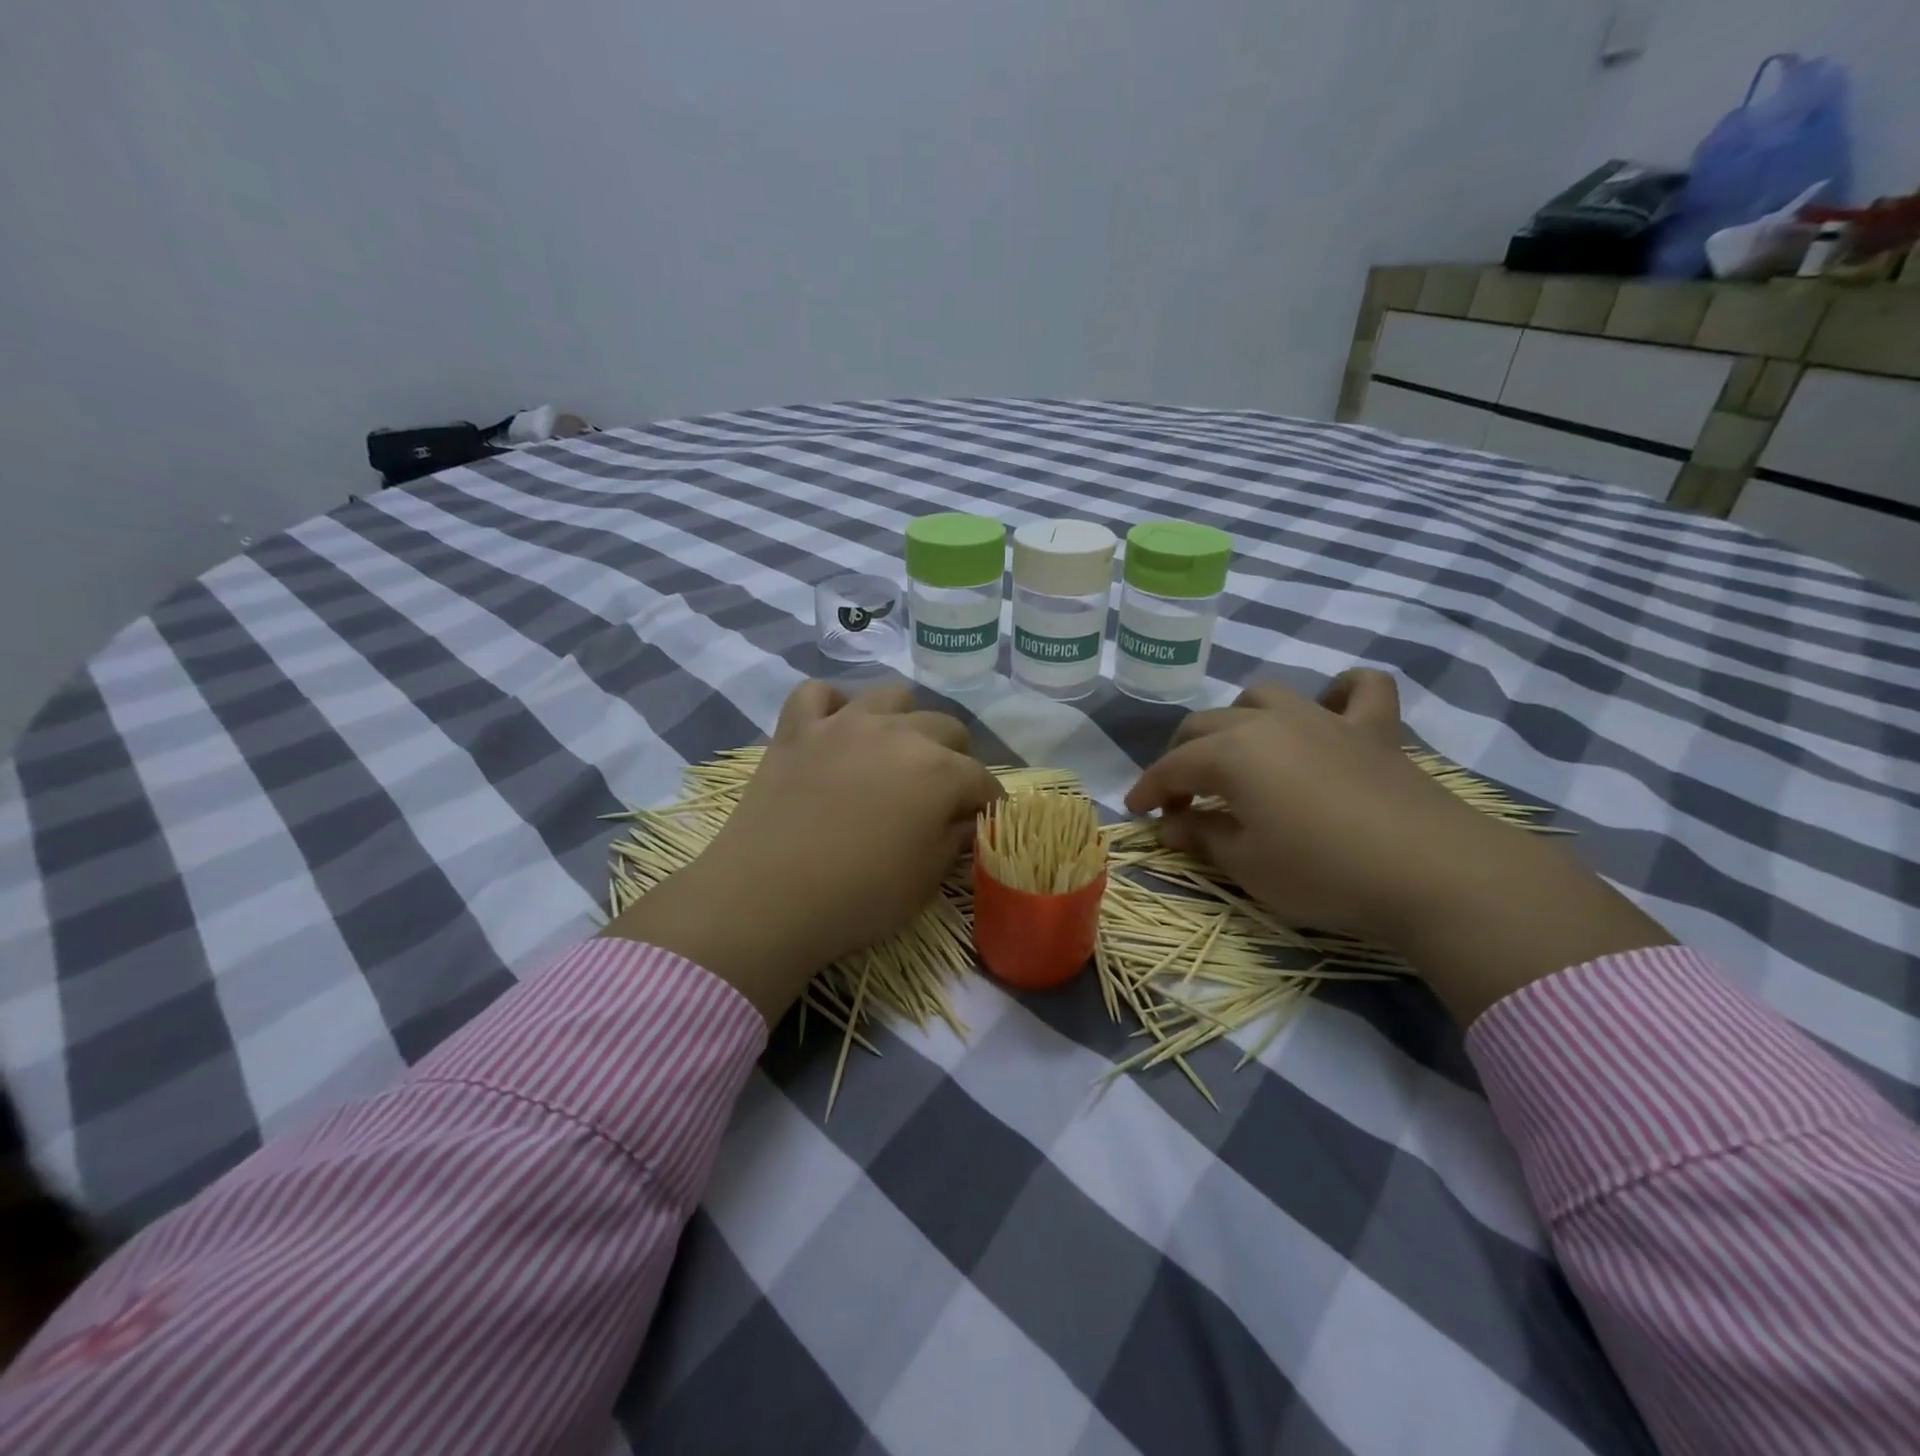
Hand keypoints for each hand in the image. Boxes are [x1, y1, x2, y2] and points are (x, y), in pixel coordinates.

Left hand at [604, 681, 997, 1023]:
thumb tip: (968, 820)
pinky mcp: (796, 728)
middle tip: (941, 793)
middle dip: (956, 758)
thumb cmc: (859, 896)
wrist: (767, 898)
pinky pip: (818, 693)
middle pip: (947, 728)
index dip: (988, 803)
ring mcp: (844, 723)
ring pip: (892, 696)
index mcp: (939, 771)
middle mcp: (899, 733)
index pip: (982, 780)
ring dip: (905, 721)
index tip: (984, 822)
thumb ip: (956, 839)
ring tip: (895, 752)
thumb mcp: (926, 879)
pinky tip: (835, 729)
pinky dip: (832, 706)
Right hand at [1126, 670, 1670, 1023]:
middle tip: (1183, 797)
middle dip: (1182, 757)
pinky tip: (1330, 710)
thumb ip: (1202, 836)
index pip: (1172, 766)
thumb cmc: (1322, 872)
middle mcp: (1269, 722)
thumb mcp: (1246, 865)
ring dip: (1239, 721)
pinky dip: (1339, 693)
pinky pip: (1359, 689)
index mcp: (1231, 754)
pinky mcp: (1374, 730)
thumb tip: (1172, 823)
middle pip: (1206, 725)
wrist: (1431, 872)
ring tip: (1240, 755)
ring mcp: (1324, 719)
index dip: (1148, 789)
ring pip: (1264, 697)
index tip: (1136, 812)